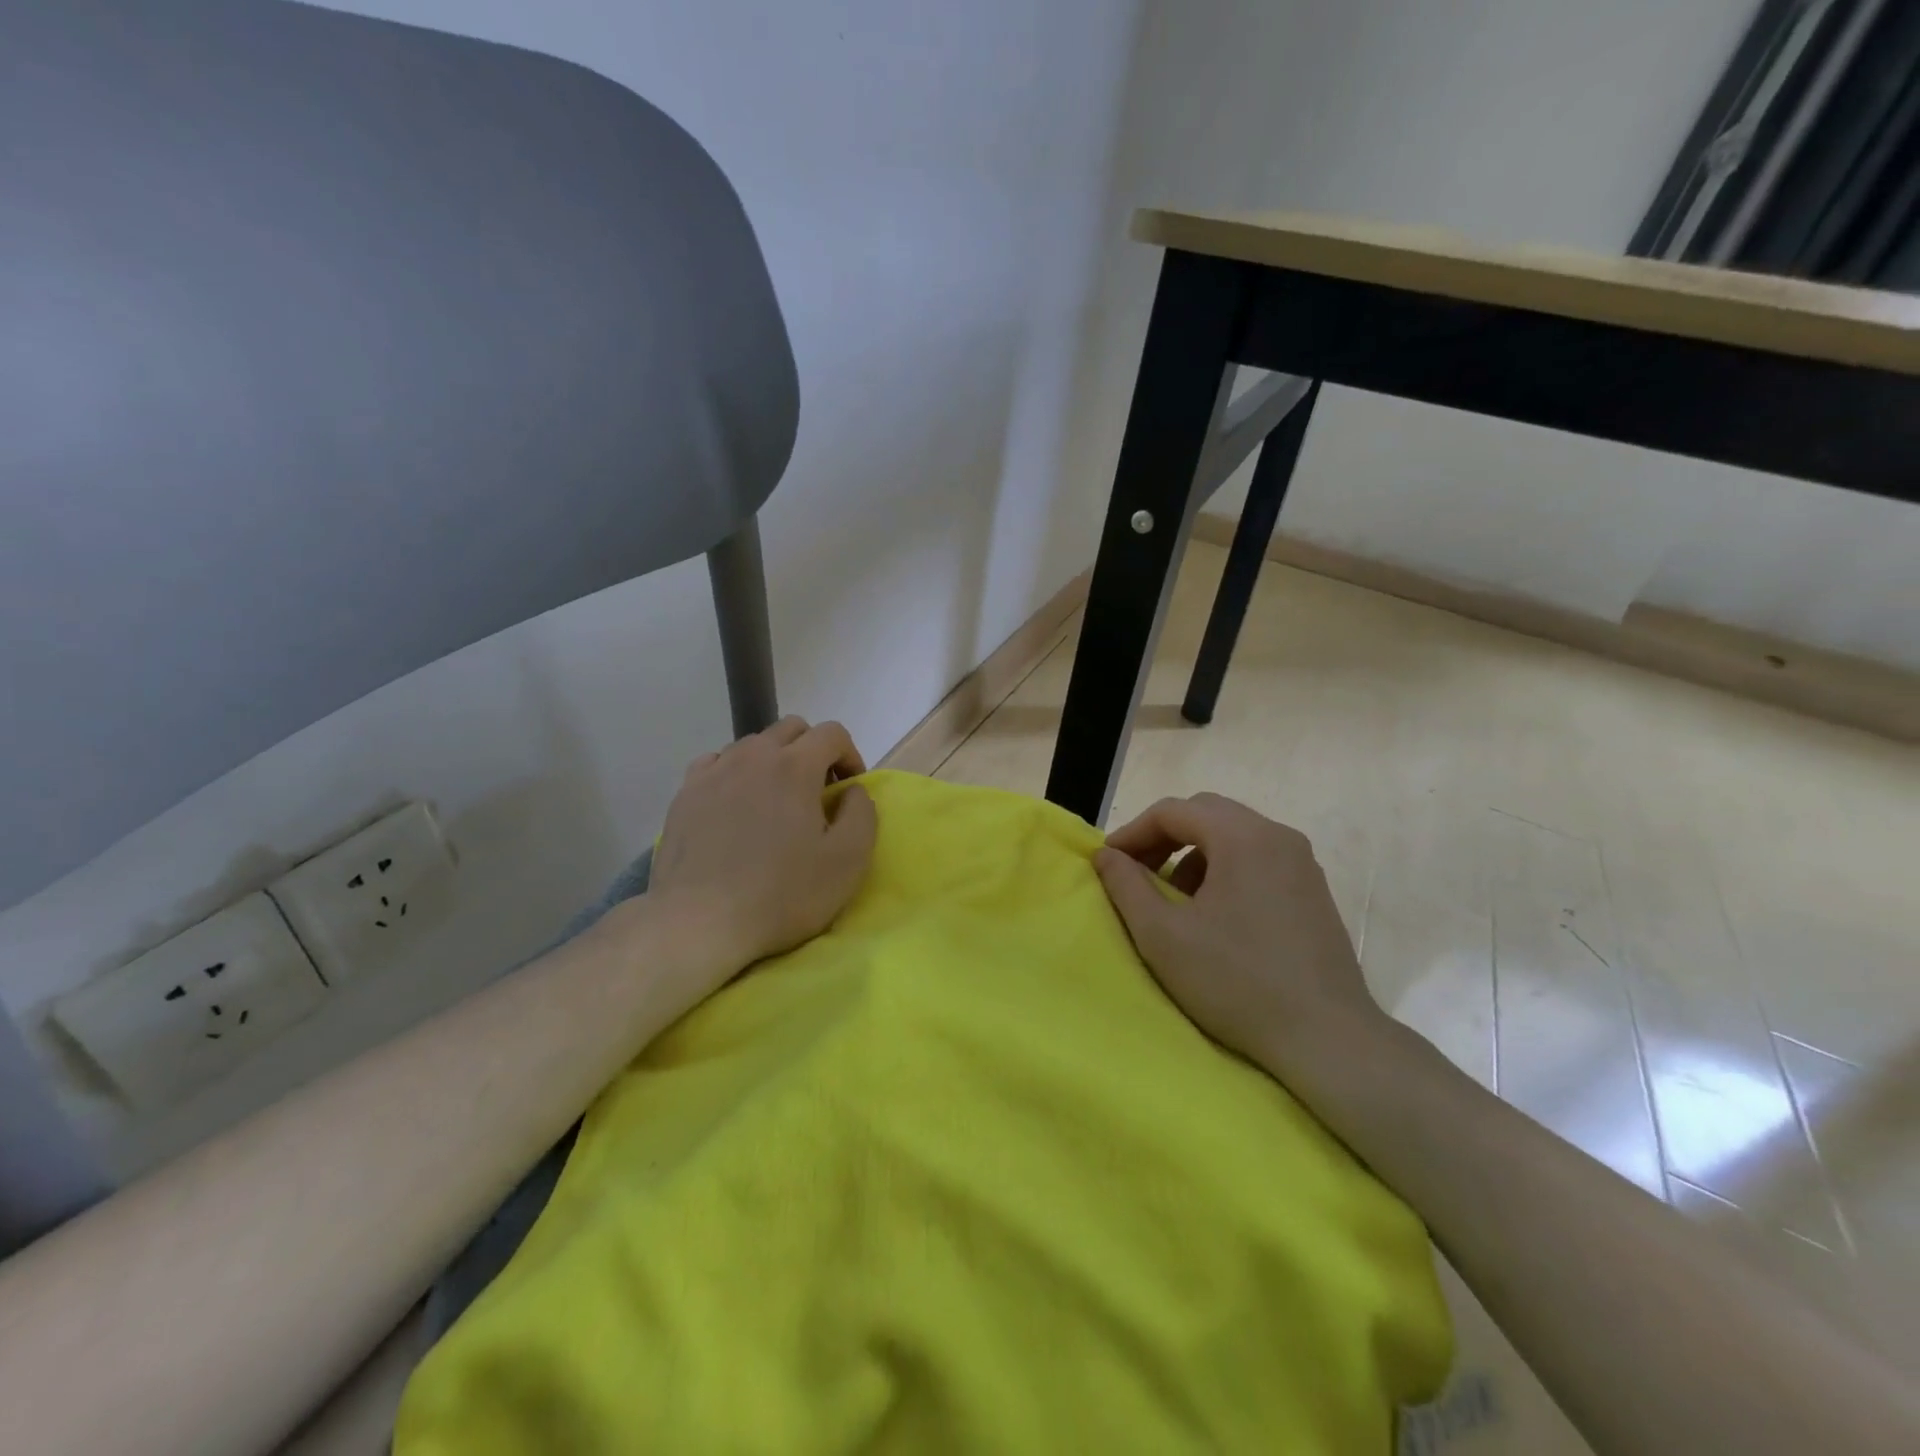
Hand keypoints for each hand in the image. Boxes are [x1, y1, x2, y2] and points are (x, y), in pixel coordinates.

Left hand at [646, 716, 876, 981]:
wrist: (698, 922)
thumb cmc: (781, 894)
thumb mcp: (848, 861)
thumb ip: (862, 814)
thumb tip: (852, 791)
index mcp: (795, 766)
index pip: (832, 733)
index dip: (850, 755)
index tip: (849, 790)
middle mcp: (752, 756)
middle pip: (791, 728)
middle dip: (813, 751)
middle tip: (817, 793)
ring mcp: (713, 771)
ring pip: (753, 744)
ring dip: (774, 761)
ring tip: (775, 802)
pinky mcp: (685, 793)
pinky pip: (717, 762)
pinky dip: (736, 772)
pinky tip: (736, 804)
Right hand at [1093, 794, 1389, 1078]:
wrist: (1327, 1039)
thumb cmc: (1236, 981)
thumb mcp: (1163, 936)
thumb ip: (1126, 886)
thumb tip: (1106, 856)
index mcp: (1243, 837)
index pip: (1173, 811)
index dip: (1132, 832)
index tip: (1108, 863)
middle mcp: (1277, 835)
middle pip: (1206, 813)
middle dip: (1163, 837)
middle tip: (1136, 872)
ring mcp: (1302, 862)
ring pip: (1233, 835)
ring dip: (1193, 854)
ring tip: (1173, 898)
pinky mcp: (1313, 890)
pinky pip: (1257, 858)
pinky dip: (1224, 869)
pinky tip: (1213, 913)